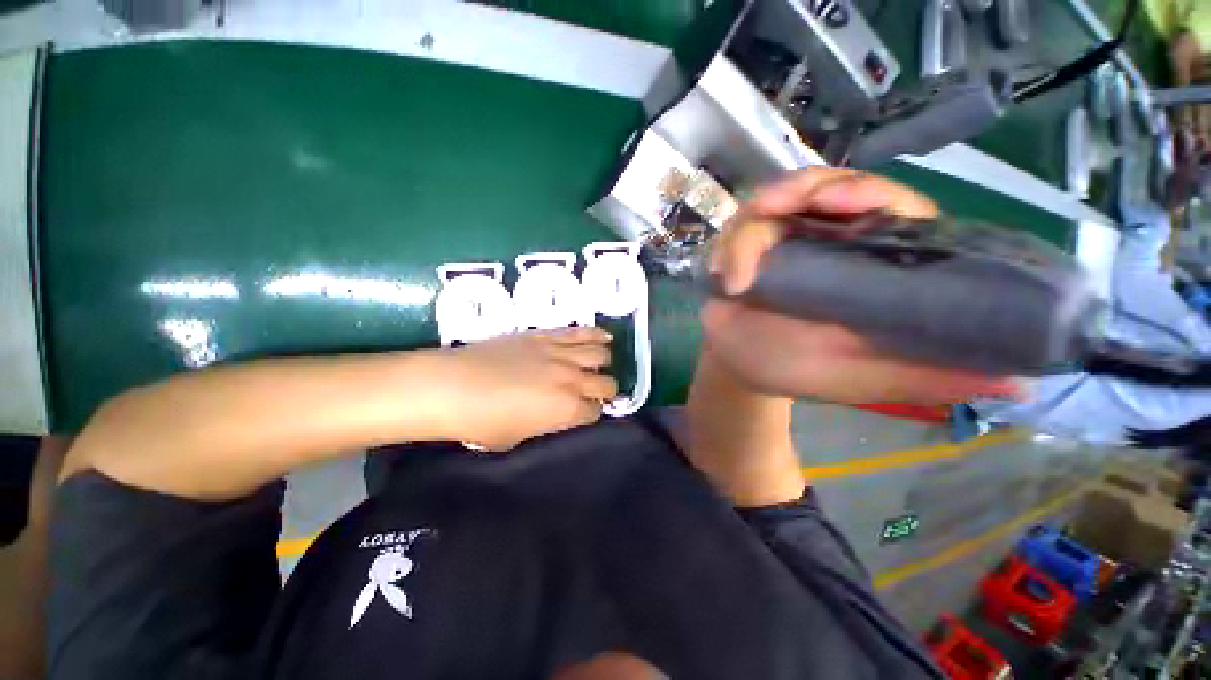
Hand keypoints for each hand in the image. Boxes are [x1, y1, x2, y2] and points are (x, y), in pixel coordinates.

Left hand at [433, 328, 617, 449]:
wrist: (452, 385)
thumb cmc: (481, 422)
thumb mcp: (519, 437)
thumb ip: (547, 425)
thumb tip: (558, 415)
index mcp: (566, 410)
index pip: (595, 411)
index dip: (593, 413)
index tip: (586, 413)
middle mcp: (571, 380)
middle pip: (606, 383)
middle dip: (606, 390)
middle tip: (599, 392)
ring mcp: (559, 354)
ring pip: (599, 354)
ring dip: (604, 362)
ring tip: (602, 363)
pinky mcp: (546, 335)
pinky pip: (579, 332)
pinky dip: (596, 335)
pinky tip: (606, 337)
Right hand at [704, 168, 1022, 404]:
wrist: (737, 366)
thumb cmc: (795, 370)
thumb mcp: (860, 377)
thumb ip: (924, 376)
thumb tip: (1019, 384)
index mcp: (873, 267)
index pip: (893, 209)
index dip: (872, 194)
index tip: (842, 202)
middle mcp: (835, 242)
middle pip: (832, 186)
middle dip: (803, 189)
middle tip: (772, 207)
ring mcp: (789, 238)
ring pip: (780, 199)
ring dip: (754, 222)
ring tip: (737, 262)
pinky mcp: (751, 243)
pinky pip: (742, 224)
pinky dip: (730, 245)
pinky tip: (726, 276)